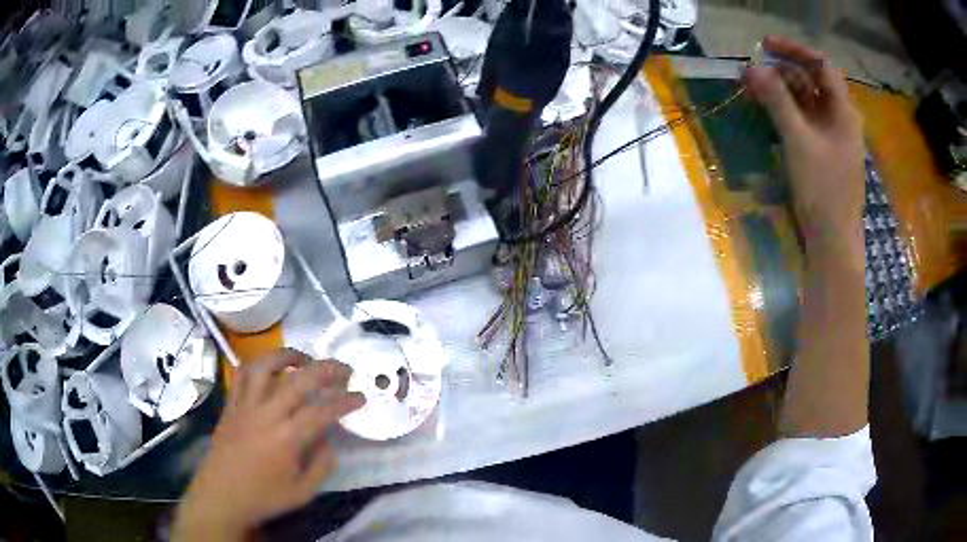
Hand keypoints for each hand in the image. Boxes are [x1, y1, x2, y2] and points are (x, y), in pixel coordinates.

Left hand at [173, 349, 363, 540]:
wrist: (221, 495)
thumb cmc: (263, 496)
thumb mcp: (303, 493)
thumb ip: (322, 466)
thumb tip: (329, 441)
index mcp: (287, 439)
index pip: (322, 411)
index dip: (345, 401)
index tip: (361, 397)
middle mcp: (267, 415)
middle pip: (299, 380)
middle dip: (326, 369)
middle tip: (344, 369)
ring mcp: (245, 406)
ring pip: (266, 367)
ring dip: (289, 356)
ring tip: (305, 359)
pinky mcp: (231, 404)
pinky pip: (242, 375)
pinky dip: (258, 365)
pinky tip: (270, 369)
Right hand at [745, 36, 864, 265]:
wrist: (833, 241)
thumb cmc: (823, 190)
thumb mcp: (799, 141)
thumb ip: (777, 101)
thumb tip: (751, 66)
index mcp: (844, 111)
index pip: (821, 65)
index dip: (794, 50)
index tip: (765, 45)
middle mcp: (840, 119)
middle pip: (812, 81)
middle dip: (782, 71)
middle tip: (752, 70)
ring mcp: (833, 137)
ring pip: (807, 101)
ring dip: (781, 91)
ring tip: (752, 88)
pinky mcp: (824, 153)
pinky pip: (805, 121)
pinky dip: (786, 112)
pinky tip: (767, 111)